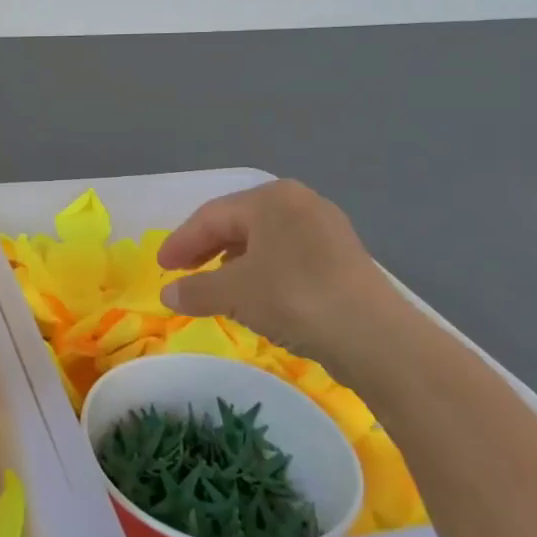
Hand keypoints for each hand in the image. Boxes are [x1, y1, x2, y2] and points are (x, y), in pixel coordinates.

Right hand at [158, 179, 407, 361]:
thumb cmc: (295, 298)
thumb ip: (195, 289)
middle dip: (206, 247)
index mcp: (270, 198)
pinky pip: (287, 255)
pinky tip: (255, 293)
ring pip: (264, 240)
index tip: (161, 266)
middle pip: (238, 223)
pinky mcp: (342, 257)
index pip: (212, 216)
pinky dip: (262, 270)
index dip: (181, 241)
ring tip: (215, 284)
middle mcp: (299, 203)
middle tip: (182, 271)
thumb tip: (168, 293)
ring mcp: (326, 229)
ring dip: (233, 260)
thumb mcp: (234, 293)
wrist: (375, 337)